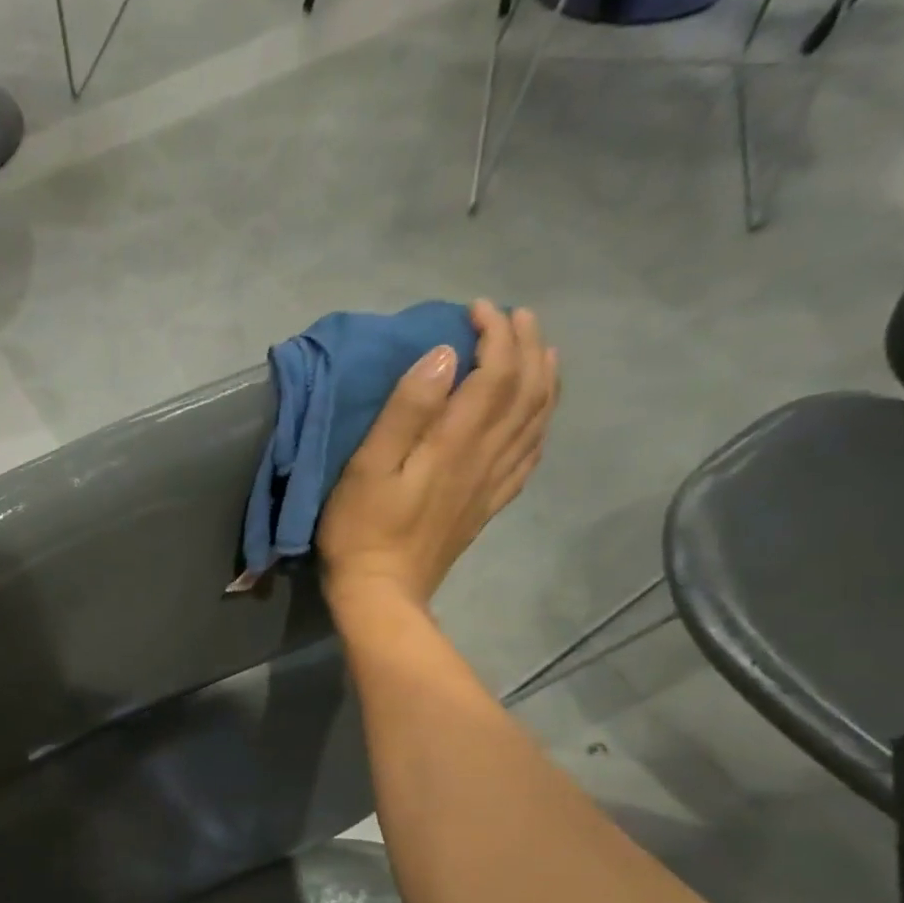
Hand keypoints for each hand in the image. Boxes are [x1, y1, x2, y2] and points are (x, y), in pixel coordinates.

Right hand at [316, 301, 557, 612]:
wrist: (381, 592)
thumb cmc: (360, 530)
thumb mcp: (367, 468)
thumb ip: (406, 411)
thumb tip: (443, 356)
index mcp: (456, 442)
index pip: (495, 372)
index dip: (495, 333)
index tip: (475, 309)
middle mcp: (486, 456)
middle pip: (526, 390)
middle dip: (525, 344)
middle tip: (513, 316)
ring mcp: (492, 483)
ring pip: (537, 419)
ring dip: (543, 377)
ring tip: (538, 350)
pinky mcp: (487, 505)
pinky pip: (530, 455)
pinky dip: (541, 423)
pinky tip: (537, 415)